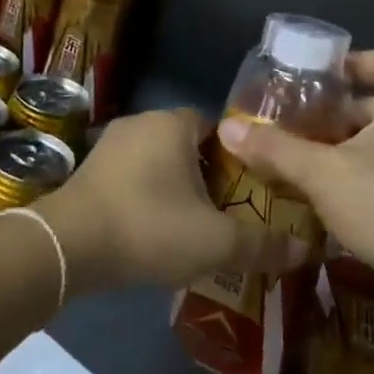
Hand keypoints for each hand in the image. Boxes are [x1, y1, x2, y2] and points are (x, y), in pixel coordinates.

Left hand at [33, 108, 307, 295]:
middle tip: (229, 211)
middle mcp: (141, 123)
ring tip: (194, 225)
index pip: (219, 128)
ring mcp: (109, 145)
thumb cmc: (150, 228)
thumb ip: (262, 245)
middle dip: (209, 175)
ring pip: (158, 162)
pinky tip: (154, 230)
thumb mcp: (215, 242)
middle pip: (189, 145)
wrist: (68, 246)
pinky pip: (132, 177)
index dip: (239, 157)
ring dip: (176, 188)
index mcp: (173, 124)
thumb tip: (305, 250)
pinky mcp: (89, 171)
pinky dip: (147, 197)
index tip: (252, 189)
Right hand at [215, 50, 373, 303]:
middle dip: (337, 114)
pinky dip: (372, 168)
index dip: (343, 66)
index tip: (306, 79)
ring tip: (308, 158)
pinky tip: (339, 192)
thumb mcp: (323, 174)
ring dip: (352, 145)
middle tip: (295, 124)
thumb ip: (275, 148)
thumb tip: (227, 129)